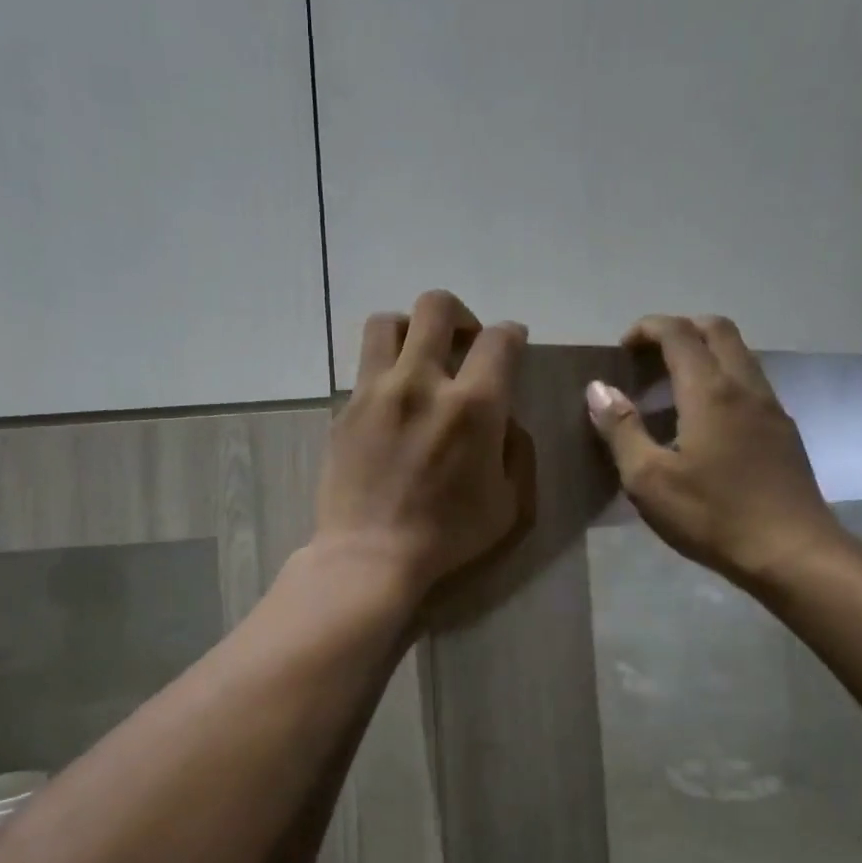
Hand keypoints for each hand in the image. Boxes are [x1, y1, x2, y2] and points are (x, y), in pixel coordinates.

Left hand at [316, 291, 533, 602]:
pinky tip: (392, 402)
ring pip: (388, 322)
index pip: (498, 339)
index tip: (512, 343)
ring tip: (418, 357)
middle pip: (436, 307)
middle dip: (460, 316)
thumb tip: (504, 421)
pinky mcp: (346, 408)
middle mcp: (422, 382)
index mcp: (473, 405)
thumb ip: (515, 450)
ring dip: (411, 329)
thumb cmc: (447, 536)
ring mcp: (376, 391)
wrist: (370, 556)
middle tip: (463, 343)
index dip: (512, 334)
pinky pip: (365, 367)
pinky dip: (385, 370)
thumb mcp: (509, 502)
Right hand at [585, 315, 845, 594]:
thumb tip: (598, 388)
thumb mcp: (648, 479)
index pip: (679, 333)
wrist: (792, 552)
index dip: (647, 328)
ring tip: (670, 388)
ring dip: (704, 353)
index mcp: (710, 392)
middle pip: (717, 330)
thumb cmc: (712, 516)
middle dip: (680, 329)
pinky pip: (750, 383)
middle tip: (648, 357)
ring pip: (739, 355)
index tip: (622, 347)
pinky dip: (721, 379)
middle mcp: (745, 386)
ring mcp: (771, 407)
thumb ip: (621, 429)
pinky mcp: (784, 431)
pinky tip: (703, 421)